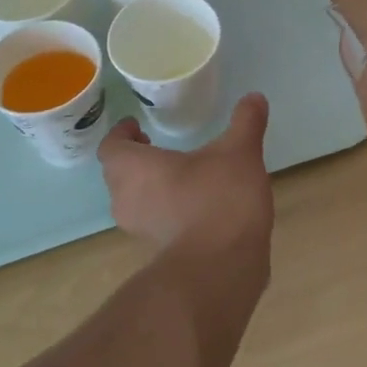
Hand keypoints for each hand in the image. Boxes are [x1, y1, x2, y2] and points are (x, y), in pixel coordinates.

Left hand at [97, 94, 274, 261]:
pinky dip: (167, 211)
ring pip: (134, 201)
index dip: (122, 134)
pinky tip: (197, 205)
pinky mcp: (159, 253)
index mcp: (135, 168)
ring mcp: (141, 231)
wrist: (221, 269)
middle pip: (118, 175)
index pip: (111, 147)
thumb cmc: (219, 199)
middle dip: (135, 160)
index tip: (137, 126)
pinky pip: (154, 223)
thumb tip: (254, 97)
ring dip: (149, 187)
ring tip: (180, 175)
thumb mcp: (240, 152)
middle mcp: (127, 199)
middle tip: (156, 148)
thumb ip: (246, 122)